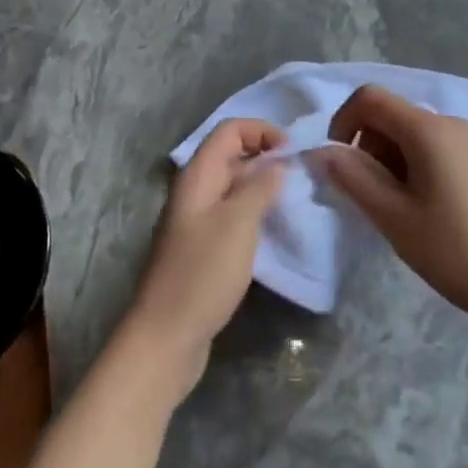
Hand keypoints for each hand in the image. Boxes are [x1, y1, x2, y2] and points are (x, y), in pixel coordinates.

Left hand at [128, 120, 286, 389]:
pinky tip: (273, 231)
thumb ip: (260, 186)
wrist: (167, 336)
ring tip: (293, 201)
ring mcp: (196, 221)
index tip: (293, 152)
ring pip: (233, 186)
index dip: (262, 131)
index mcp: (197, 177)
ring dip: (262, 186)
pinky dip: (254, 213)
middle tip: (300, 176)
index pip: (229, 131)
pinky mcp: (202, 248)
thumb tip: (278, 162)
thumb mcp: (238, 222)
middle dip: (266, 156)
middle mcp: (194, 192)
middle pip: (231, 155)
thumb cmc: (203, 273)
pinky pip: (231, 214)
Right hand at [321, 85, 467, 319]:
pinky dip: (409, 165)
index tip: (339, 163)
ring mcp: (466, 140)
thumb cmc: (447, 247)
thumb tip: (321, 152)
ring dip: (387, 159)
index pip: (370, 98)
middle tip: (370, 195)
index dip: (343, 122)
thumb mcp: (390, 214)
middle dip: (366, 146)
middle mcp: (449, 122)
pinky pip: (429, 146)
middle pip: (389, 115)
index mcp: (427, 129)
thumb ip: (351, 176)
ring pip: (407, 132)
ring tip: (394, 206)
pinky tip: (418, 205)